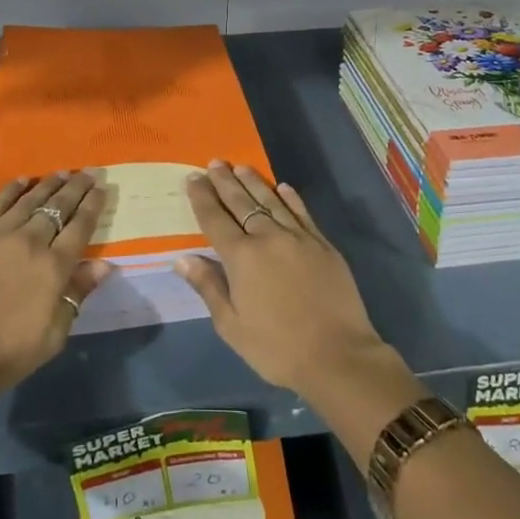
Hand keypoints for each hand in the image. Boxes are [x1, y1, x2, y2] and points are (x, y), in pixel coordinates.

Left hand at [0, 172, 109, 401]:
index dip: (94, 204)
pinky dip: (12, 189)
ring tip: (62, 173)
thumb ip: (77, 296)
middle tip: (89, 172)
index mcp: (54, 268)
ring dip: (49, 184)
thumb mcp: (52, 337)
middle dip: (77, 187)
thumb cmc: (3, 355)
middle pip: (59, 206)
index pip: (81, 226)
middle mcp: (30, 242)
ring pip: (30, 200)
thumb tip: (104, 265)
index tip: (103, 187)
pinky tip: (22, 180)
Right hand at [173, 161, 393, 401]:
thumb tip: (182, 258)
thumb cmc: (276, 348)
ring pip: (271, 201)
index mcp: (241, 257)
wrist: (337, 356)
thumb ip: (208, 287)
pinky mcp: (322, 244)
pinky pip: (302, 213)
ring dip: (254, 182)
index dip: (202, 197)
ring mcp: (298, 237)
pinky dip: (290, 198)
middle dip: (225, 181)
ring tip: (241, 166)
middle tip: (215, 162)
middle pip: (241, 202)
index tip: (192, 178)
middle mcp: (267, 237)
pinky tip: (282, 187)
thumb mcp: (232, 326)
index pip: (215, 219)